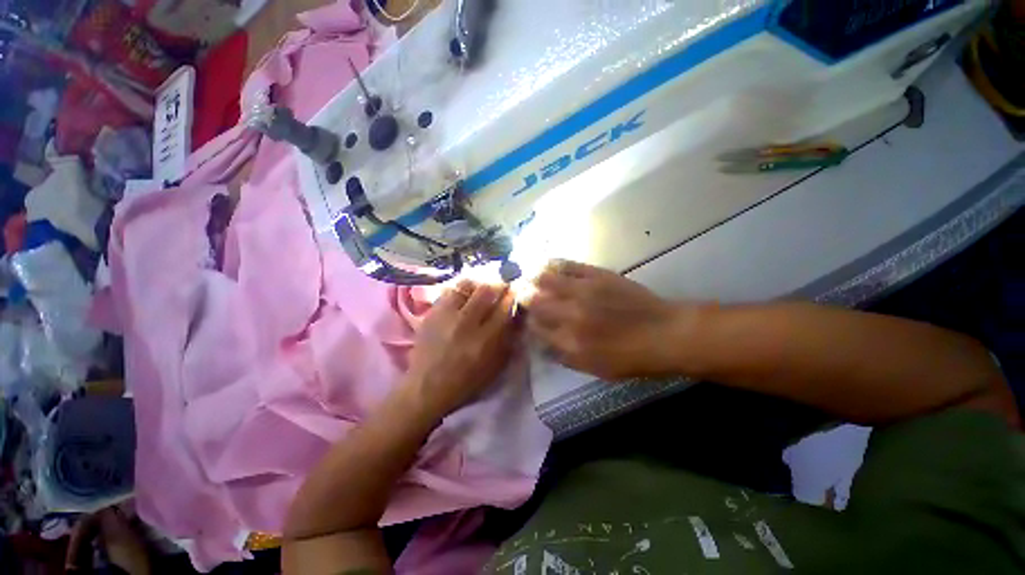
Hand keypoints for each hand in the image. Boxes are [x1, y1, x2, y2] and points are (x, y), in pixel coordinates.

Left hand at [405, 280, 517, 417]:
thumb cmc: (466, 381)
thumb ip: (507, 339)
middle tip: (501, 282)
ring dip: (478, 283)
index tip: (515, 289)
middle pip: (486, 291)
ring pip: (466, 286)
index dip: (512, 295)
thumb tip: (515, 314)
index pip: (504, 308)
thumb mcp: (495, 366)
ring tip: (482, 285)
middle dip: (497, 283)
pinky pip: (450, 291)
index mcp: (485, 340)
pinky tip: (465, 293)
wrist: (427, 387)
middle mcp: (467, 323)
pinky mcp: (432, 313)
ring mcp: (447, 316)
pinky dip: (461, 289)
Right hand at [524, 261, 690, 379]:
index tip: (526, 317)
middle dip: (524, 297)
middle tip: (519, 293)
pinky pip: (567, 265)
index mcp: (569, 342)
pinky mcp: (596, 275)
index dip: (527, 321)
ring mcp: (583, 291)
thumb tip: (542, 343)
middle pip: (536, 302)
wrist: (664, 334)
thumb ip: (564, 356)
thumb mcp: (594, 369)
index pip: (535, 328)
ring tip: (525, 275)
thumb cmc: (630, 358)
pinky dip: (552, 264)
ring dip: (532, 278)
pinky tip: (544, 263)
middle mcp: (571, 315)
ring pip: (546, 280)